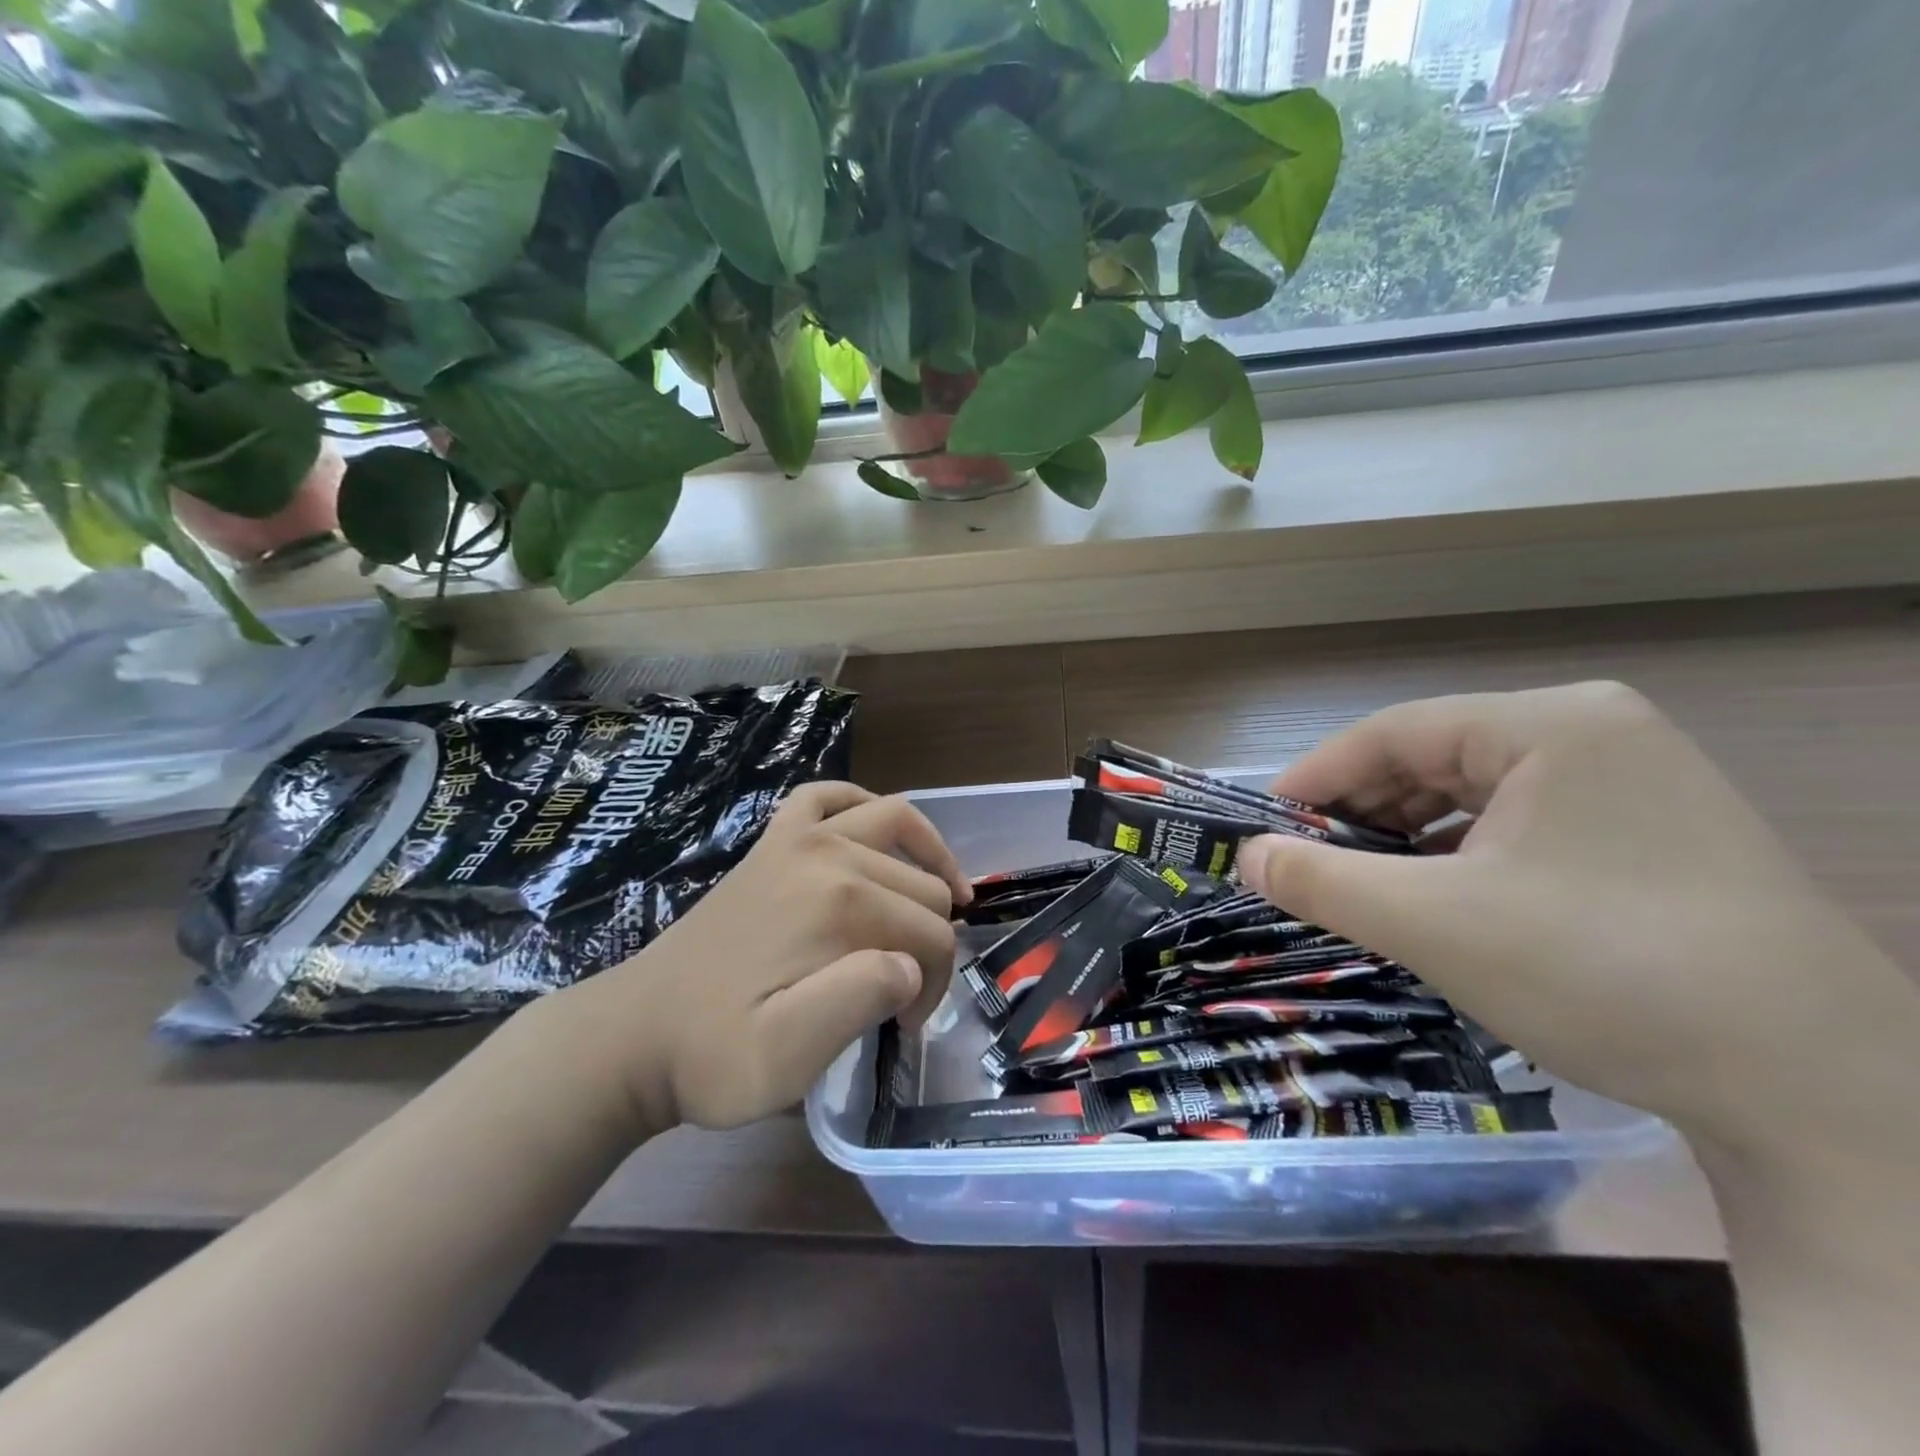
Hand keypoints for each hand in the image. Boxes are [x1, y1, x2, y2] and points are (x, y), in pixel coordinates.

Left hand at [551, 783, 968, 1136]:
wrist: (636, 1033)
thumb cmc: (715, 1055)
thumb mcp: (784, 1060)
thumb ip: (855, 1004)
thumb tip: (910, 965)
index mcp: (839, 904)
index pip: (931, 936)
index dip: (933, 985)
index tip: (905, 1025)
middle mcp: (827, 852)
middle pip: (921, 886)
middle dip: (930, 940)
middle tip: (904, 995)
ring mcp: (797, 836)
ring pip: (896, 826)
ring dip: (927, 861)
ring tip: (940, 904)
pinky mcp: (773, 839)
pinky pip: (827, 797)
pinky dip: (862, 804)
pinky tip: (874, 834)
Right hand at [1234, 683, 1919, 1157]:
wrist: (1825, 1095)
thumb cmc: (1605, 972)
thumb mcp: (1434, 924)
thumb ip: (1322, 881)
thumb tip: (1245, 856)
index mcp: (1551, 724)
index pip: (1394, 732)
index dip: (1315, 777)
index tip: (1263, 827)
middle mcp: (1595, 734)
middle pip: (1435, 759)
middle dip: (1362, 813)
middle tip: (1306, 864)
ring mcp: (1634, 783)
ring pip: (1477, 795)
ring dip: (1408, 839)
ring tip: (1362, 885)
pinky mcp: (1652, 836)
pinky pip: (1521, 827)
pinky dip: (1463, 857)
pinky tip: (1439, 899)